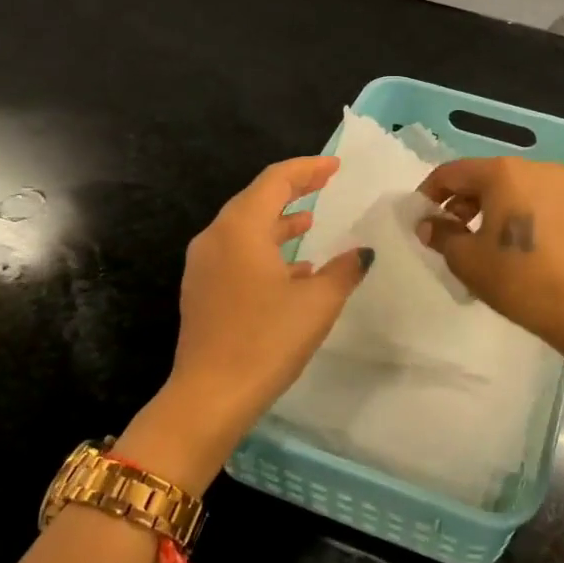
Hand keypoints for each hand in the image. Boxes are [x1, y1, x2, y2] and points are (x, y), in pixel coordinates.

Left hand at [164, 156, 373, 446]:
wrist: (210, 396)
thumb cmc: (267, 340)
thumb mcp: (317, 302)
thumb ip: (343, 270)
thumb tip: (362, 253)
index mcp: (241, 228)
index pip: (275, 180)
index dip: (307, 169)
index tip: (335, 166)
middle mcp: (216, 237)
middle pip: (256, 199)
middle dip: (292, 191)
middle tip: (324, 185)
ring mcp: (203, 265)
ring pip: (245, 228)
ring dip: (278, 222)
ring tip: (310, 222)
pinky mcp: (202, 290)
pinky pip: (236, 253)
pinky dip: (265, 249)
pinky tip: (292, 269)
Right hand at [418, 156, 563, 356]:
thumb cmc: (519, 279)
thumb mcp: (466, 259)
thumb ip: (441, 234)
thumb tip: (428, 224)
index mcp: (504, 173)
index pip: (452, 172)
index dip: (429, 194)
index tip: (419, 219)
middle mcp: (536, 168)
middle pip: (485, 176)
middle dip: (461, 201)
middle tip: (448, 234)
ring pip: (513, 188)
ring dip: (489, 208)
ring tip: (480, 242)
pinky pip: (536, 201)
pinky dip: (517, 214)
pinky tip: (513, 245)